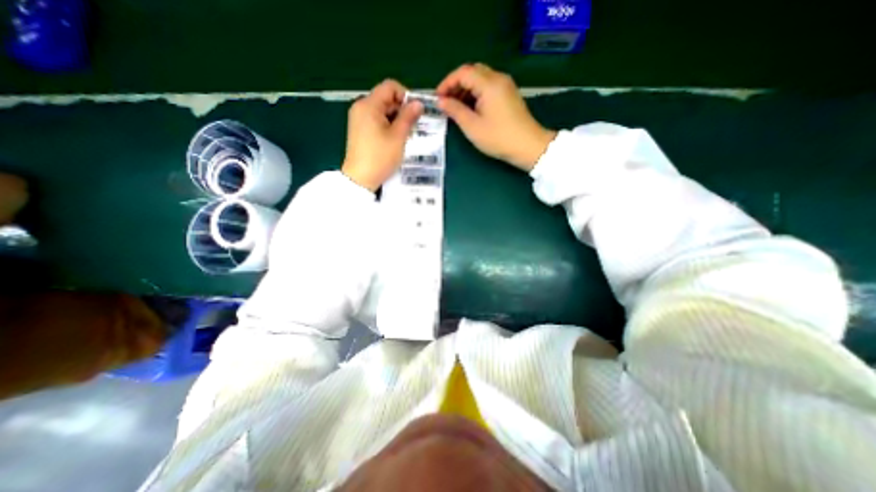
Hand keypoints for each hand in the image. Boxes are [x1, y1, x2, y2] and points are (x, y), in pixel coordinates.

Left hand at [342, 78, 424, 191]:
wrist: (360, 179)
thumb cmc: (380, 157)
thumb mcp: (398, 137)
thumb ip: (408, 117)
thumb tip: (418, 103)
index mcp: (369, 105)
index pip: (390, 87)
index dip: (405, 96)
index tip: (415, 113)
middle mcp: (361, 107)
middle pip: (386, 98)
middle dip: (401, 109)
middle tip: (412, 127)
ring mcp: (358, 119)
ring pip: (382, 111)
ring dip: (396, 119)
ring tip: (405, 135)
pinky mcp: (359, 130)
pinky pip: (376, 120)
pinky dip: (387, 126)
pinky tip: (394, 140)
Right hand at [436, 64, 553, 170]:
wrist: (528, 146)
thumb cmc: (498, 138)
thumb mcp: (472, 127)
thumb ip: (455, 111)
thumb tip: (441, 101)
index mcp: (489, 84)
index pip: (463, 73)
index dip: (447, 83)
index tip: (437, 98)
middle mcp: (498, 78)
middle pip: (472, 72)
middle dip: (456, 85)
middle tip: (446, 102)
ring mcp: (506, 85)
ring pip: (480, 79)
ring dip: (466, 89)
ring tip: (456, 108)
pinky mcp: (509, 94)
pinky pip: (488, 86)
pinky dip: (476, 93)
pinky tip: (470, 108)